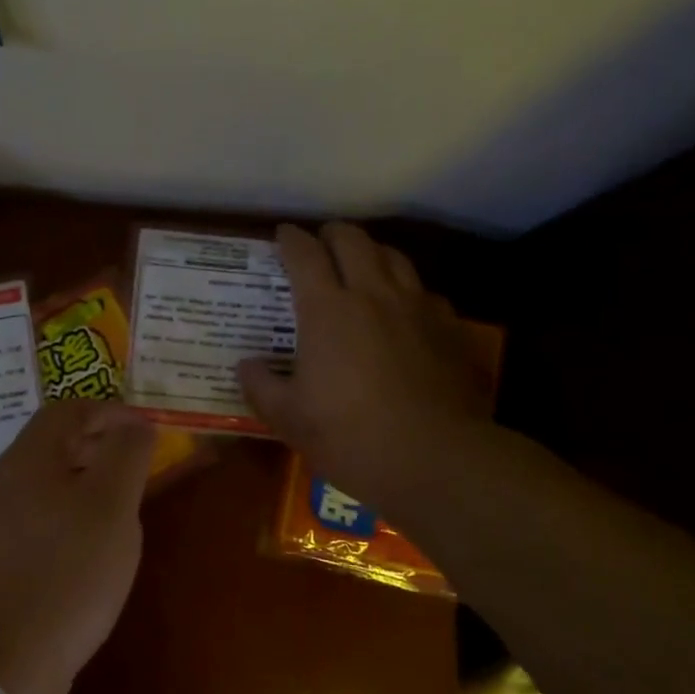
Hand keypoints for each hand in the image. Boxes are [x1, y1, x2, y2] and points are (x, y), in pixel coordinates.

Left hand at [0, 399, 155, 693]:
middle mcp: (6, 478)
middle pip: (55, 440)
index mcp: (29, 458)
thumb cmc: (68, 573)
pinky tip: (92, 542)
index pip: (69, 409)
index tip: (145, 431)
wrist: (4, 663)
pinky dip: (71, 509)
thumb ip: (127, 454)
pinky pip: (40, 511)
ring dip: (87, 477)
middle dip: (100, 442)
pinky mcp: (0, 554)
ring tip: (122, 502)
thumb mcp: (112, 506)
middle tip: (138, 464)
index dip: (110, 411)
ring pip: (49, 478)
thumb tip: (137, 424)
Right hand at [237, 223, 489, 513]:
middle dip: (332, 233)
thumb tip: (245, 365)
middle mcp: (373, 294)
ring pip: (394, 256)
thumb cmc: (351, 437)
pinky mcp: (449, 328)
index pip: (305, 254)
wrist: (435, 459)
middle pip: (353, 240)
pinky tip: (405, 308)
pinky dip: (408, 288)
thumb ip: (260, 386)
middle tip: (321, 243)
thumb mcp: (289, 419)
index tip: (283, 235)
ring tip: (362, 264)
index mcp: (328, 309)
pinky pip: (425, 291)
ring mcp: (416, 307)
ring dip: (372, 252)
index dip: (291, 239)